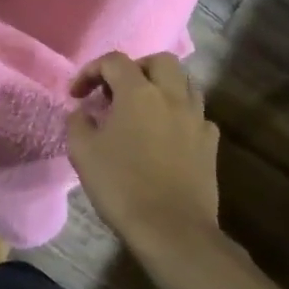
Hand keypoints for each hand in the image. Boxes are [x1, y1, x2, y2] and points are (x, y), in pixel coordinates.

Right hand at [66, 52, 219, 244]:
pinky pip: (196, 114)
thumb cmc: (121, 185)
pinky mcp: (210, 143)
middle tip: (116, 90)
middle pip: (159, 61)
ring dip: (161, 87)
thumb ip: (79, 122)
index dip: (91, 71)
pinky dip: (178, 114)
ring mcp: (197, 119)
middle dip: (135, 68)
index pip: (114, 61)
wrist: (171, 228)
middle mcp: (172, 97)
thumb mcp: (82, 151)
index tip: (77, 95)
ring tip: (141, 109)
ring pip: (184, 83)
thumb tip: (84, 112)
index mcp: (139, 93)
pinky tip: (164, 135)